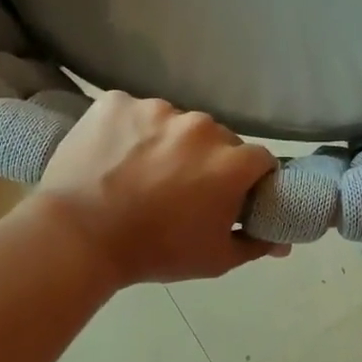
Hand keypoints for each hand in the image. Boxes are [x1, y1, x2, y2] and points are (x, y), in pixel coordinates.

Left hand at [33, 92, 287, 285]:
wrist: (79, 237)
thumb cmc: (155, 252)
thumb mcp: (214, 259)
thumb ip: (255, 245)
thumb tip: (283, 242)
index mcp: (232, 162)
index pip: (259, 160)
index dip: (249, 180)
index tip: (231, 196)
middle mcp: (201, 126)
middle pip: (217, 139)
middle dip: (207, 161)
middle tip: (181, 189)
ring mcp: (156, 108)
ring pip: (174, 124)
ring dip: (168, 143)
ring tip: (140, 173)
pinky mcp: (116, 101)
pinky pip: (133, 113)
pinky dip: (129, 131)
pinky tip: (114, 156)